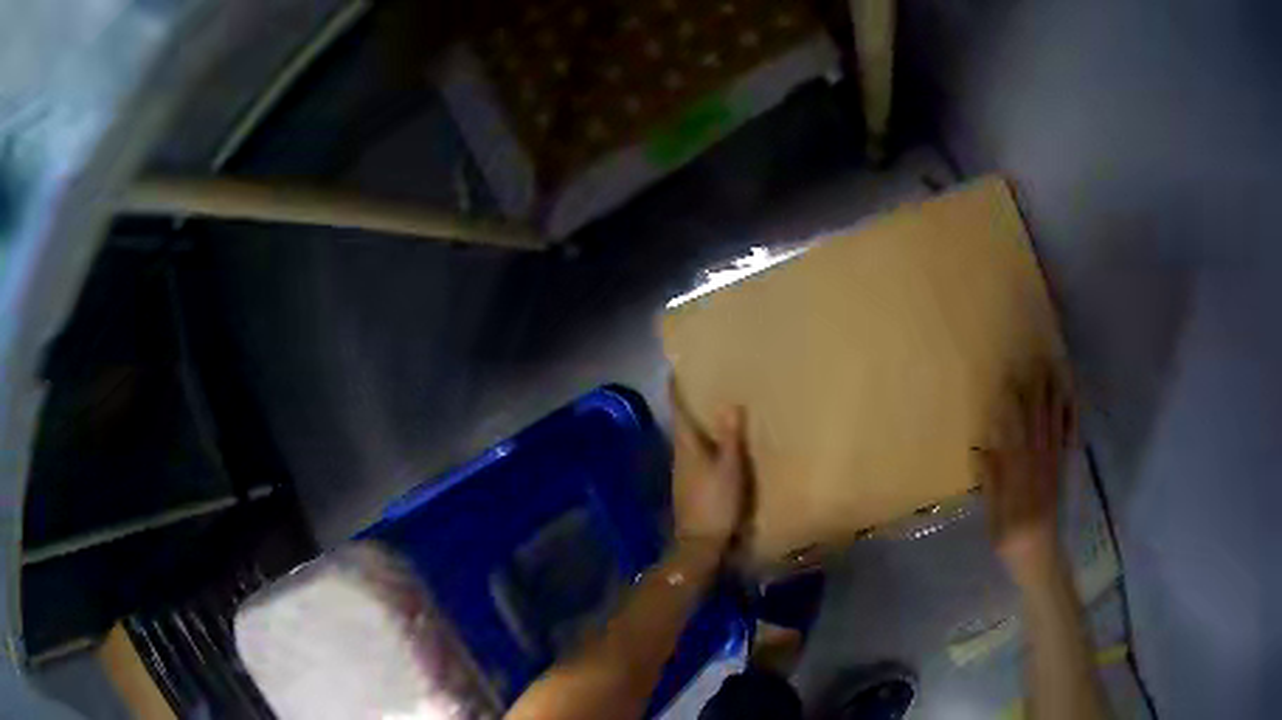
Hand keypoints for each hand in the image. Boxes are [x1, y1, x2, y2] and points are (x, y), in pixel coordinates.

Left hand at [670, 384, 748, 558]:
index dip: (676, 392)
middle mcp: (680, 457)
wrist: (700, 544)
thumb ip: (729, 438)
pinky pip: (695, 457)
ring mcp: (682, 474)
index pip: (678, 413)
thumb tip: (728, 403)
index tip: (674, 372)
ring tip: (713, 413)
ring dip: (697, 427)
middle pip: (682, 426)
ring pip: (688, 442)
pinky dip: (703, 445)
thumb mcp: (730, 469)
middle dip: (689, 407)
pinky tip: (716, 448)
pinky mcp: (689, 488)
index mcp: (687, 448)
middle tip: (701, 387)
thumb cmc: (716, 503)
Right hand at [976, 362, 1074, 581]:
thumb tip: (984, 448)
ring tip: (1052, 372)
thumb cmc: (1009, 538)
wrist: (1039, 554)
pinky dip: (1068, 418)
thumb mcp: (994, 516)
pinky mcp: (1060, 469)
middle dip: (1036, 392)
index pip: (1015, 431)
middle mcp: (1038, 464)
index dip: (1012, 405)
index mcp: (1019, 475)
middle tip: (1034, 361)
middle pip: (1038, 422)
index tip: (1008, 378)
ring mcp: (1052, 464)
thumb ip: (992, 482)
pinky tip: (1069, 403)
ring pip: (1053, 425)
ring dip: (1053, 397)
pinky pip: (1065, 437)